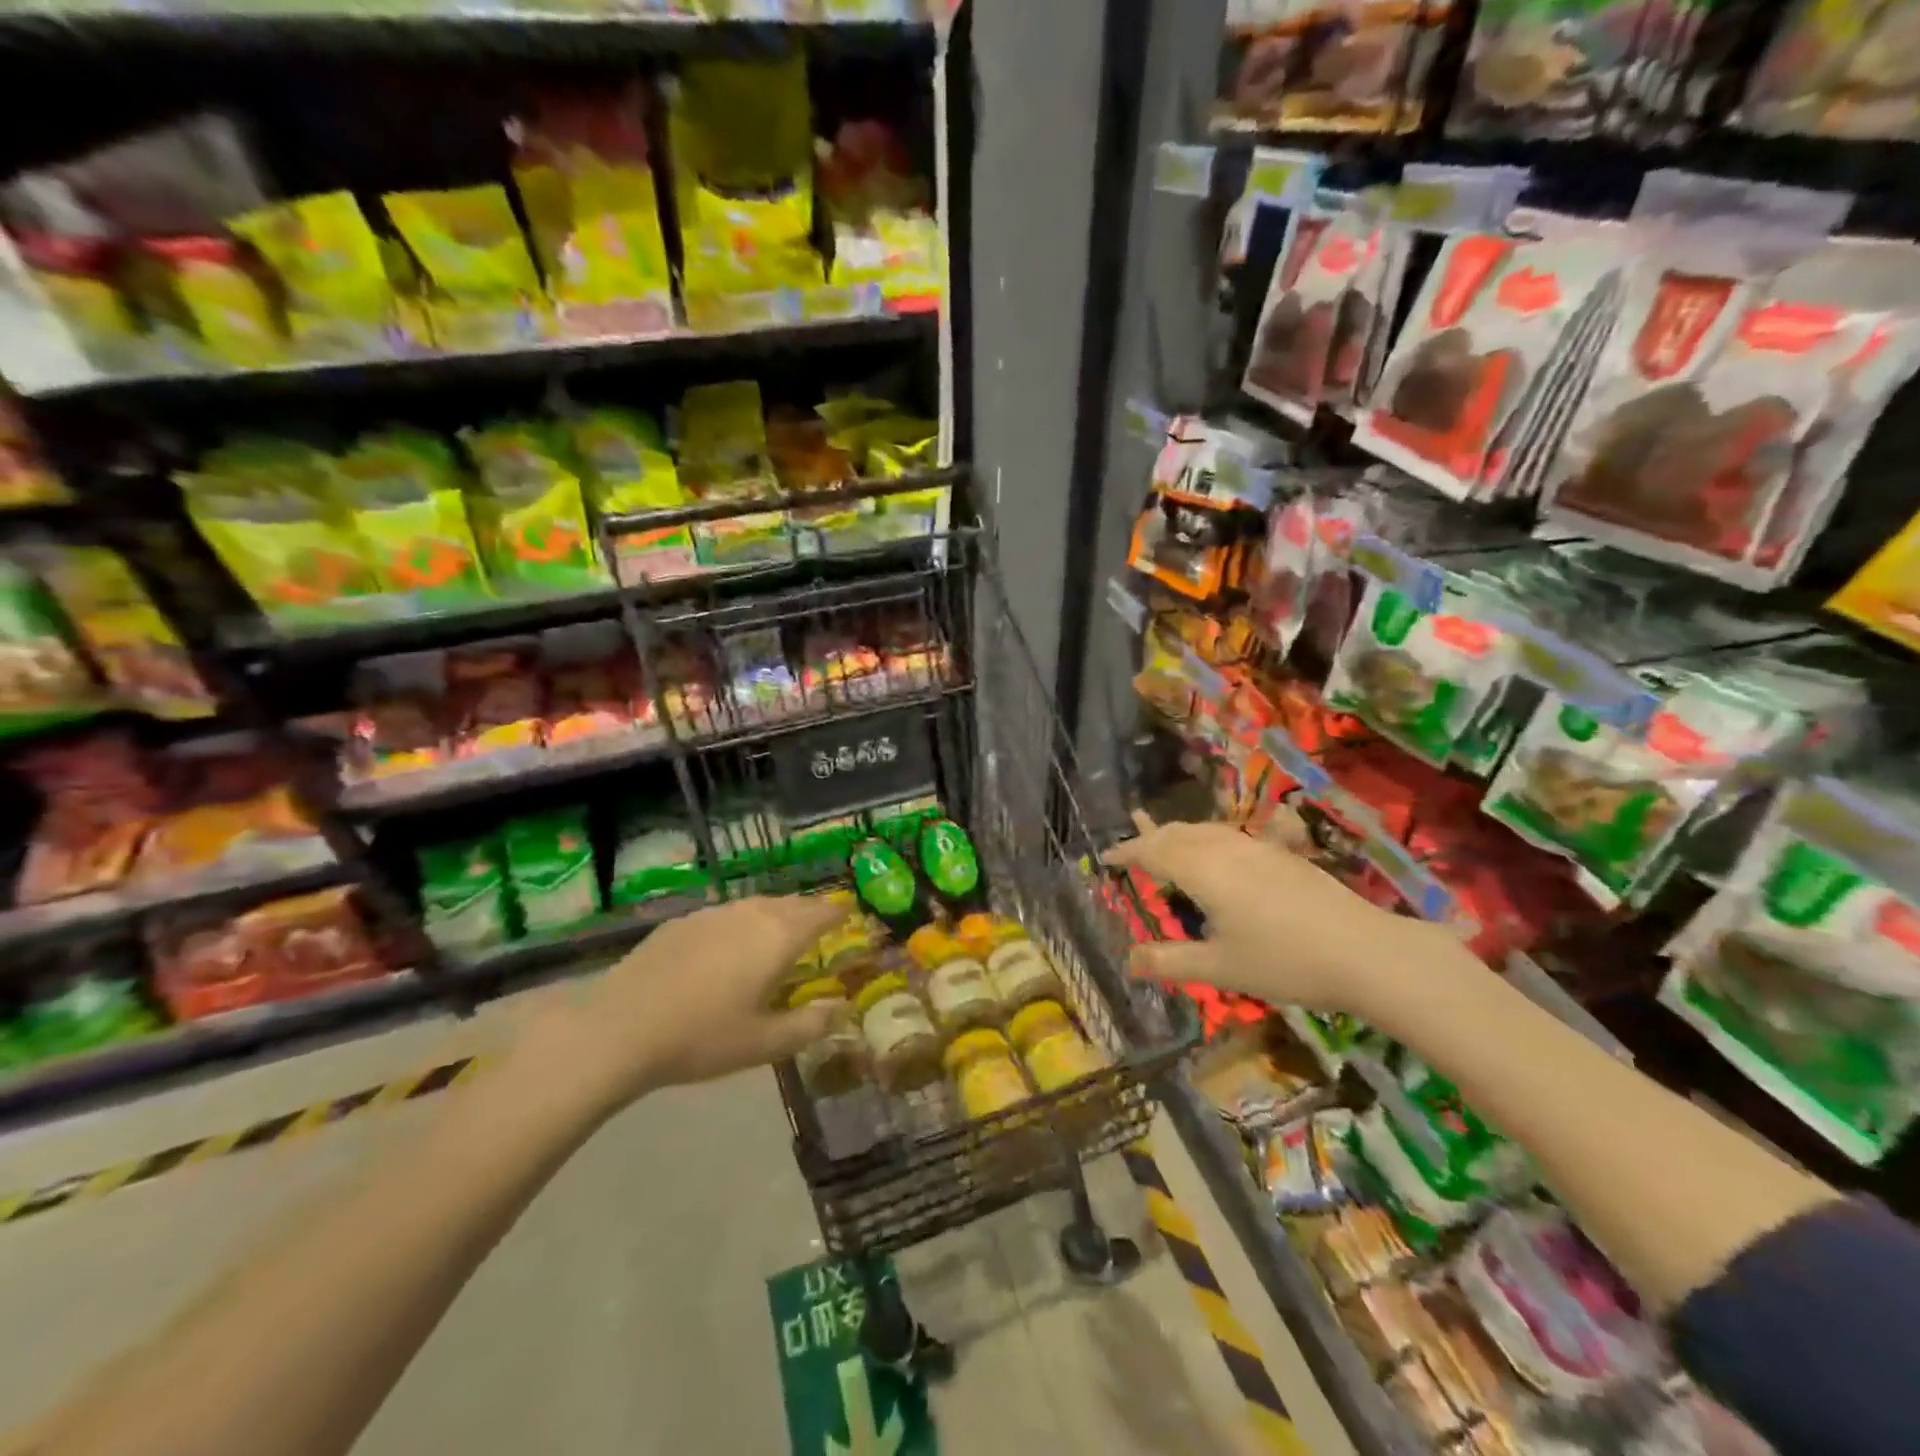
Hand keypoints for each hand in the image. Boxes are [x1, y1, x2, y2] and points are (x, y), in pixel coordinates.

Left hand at [508, 895, 843, 1122]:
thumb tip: (843, 1010)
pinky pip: (725, 914)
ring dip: (775, 913)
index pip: (819, 914)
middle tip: (819, 920)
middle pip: (789, 904)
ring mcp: (712, 915)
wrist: (619, 1029)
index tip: (848, 913)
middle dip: (809, 909)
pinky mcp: (681, 922)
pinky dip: (741, 921)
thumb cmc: (701, 1038)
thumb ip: (809, 1025)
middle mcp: (749, 915)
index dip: (837, 913)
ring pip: (756, 905)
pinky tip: (729, 943)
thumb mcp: (763, 1044)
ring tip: (779, 928)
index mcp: (777, 938)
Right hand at [1104, 810, 1439, 1016]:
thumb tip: (1127, 960)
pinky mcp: (1283, 855)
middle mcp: (1226, 849)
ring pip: (1206, 831)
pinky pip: (1231, 837)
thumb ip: (1170, 961)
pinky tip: (1219, 853)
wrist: (1364, 952)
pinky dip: (1208, 840)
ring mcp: (1258, 848)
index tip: (1105, 858)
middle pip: (1178, 833)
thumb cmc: (1283, 961)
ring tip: (1165, 843)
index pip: (1153, 852)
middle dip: (1150, 838)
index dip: (1127, 852)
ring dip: (1179, 835)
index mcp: (1203, 871)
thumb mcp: (1219, 968)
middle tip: (1130, 849)